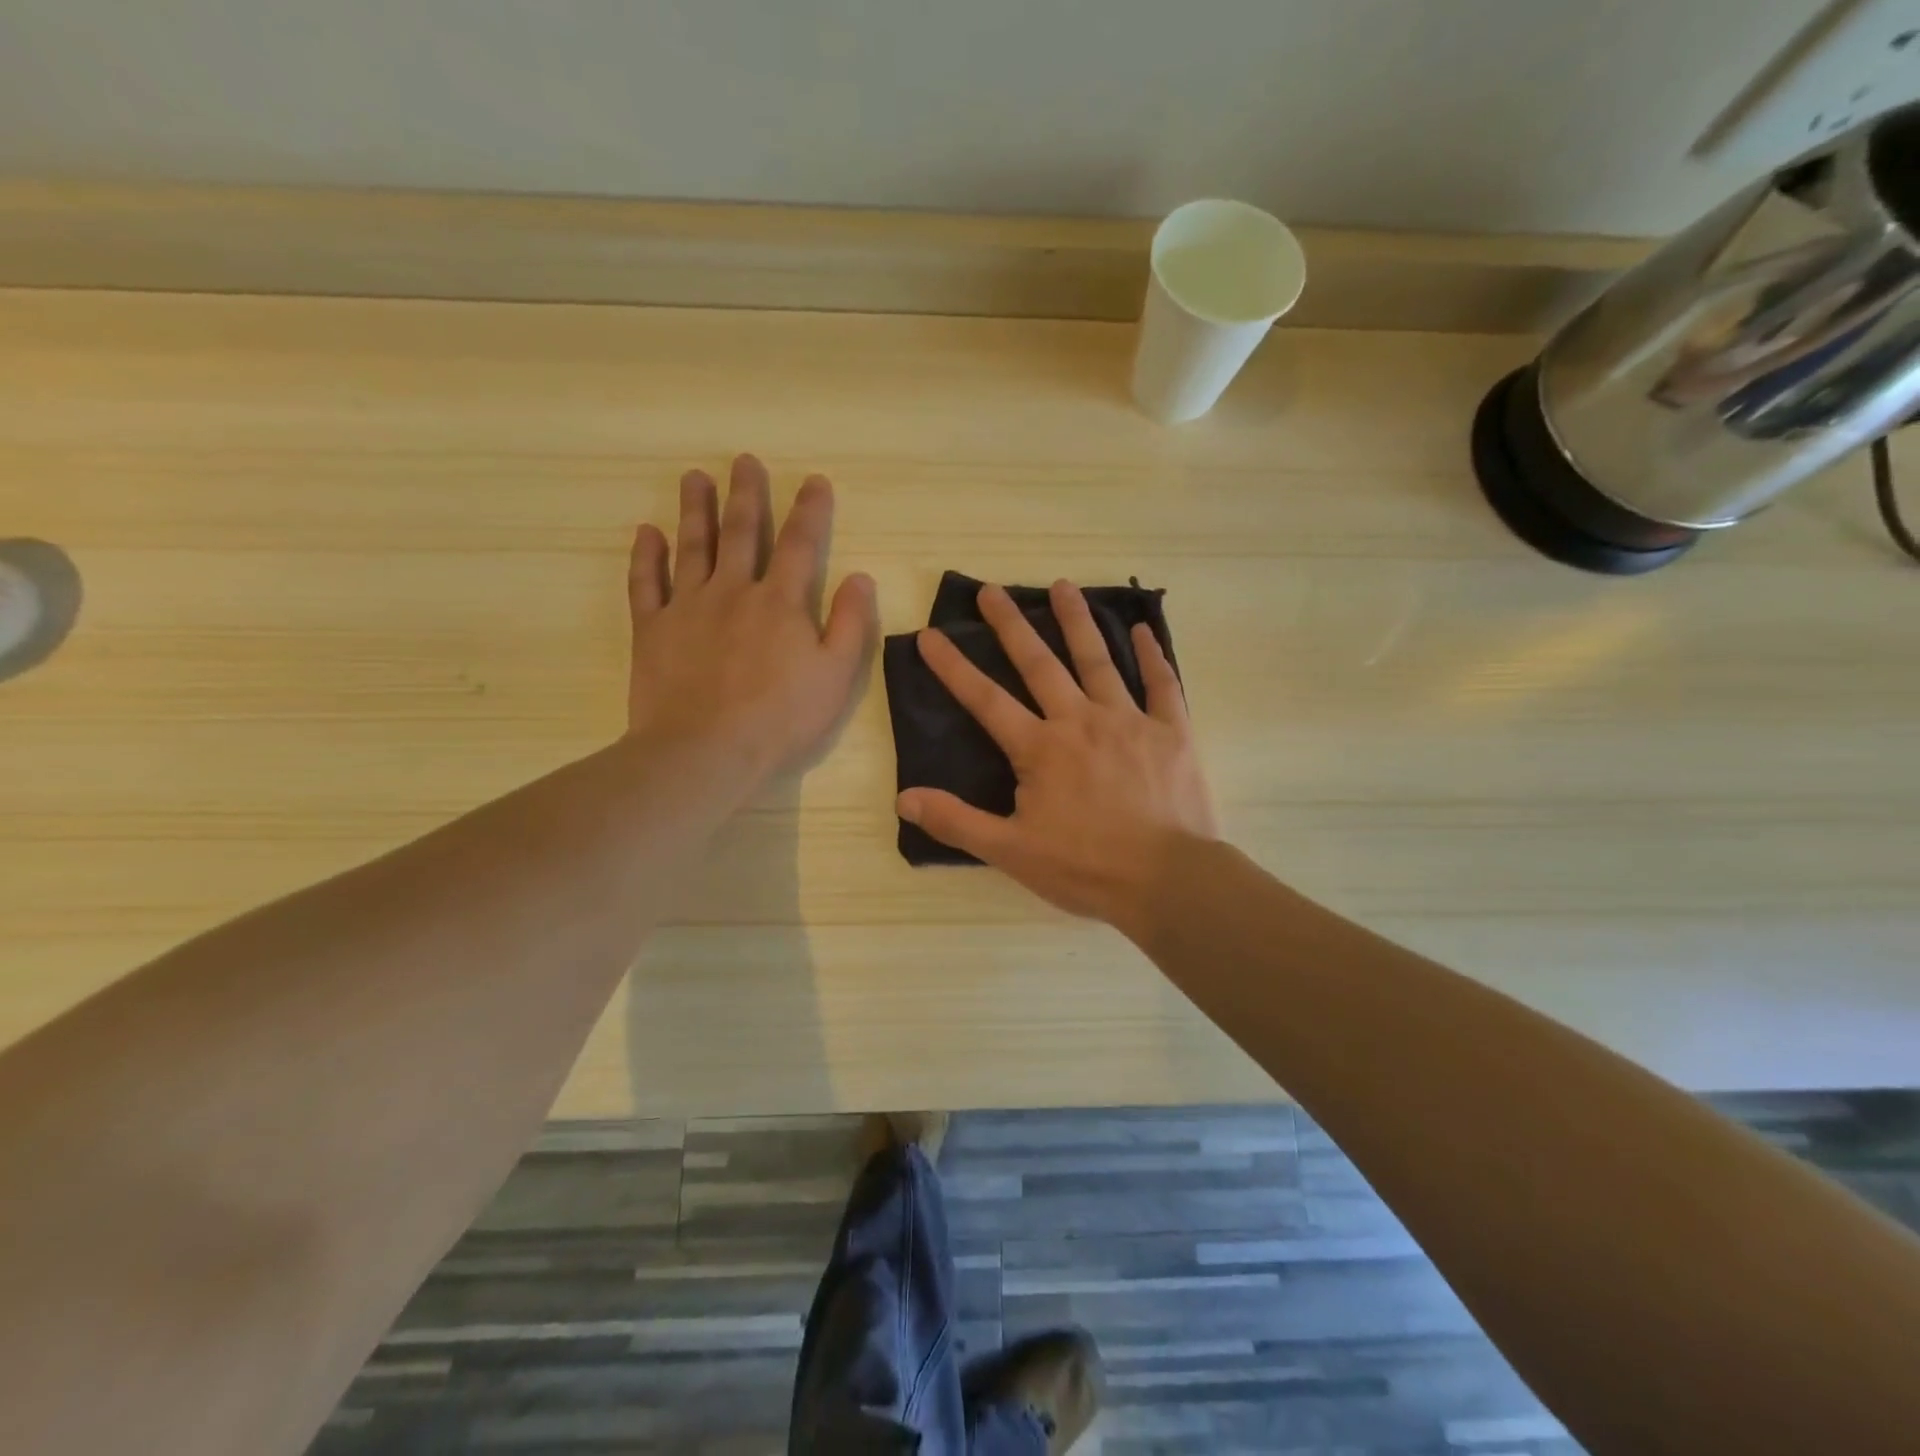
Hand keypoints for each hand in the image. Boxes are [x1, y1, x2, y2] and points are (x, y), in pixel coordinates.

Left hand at [624, 455, 876, 792]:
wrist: (706, 751)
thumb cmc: (781, 719)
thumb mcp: (836, 676)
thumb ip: (852, 624)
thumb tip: (860, 576)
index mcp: (781, 602)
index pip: (801, 544)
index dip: (810, 510)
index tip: (814, 481)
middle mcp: (733, 591)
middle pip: (742, 532)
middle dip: (747, 495)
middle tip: (744, 461)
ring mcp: (688, 607)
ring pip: (693, 547)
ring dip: (696, 510)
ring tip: (695, 478)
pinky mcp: (652, 630)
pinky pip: (646, 584)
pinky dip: (646, 556)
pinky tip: (647, 533)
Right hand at [896, 581, 1217, 929]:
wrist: (1168, 880)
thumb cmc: (1085, 868)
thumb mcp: (1011, 852)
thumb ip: (957, 821)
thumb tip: (904, 798)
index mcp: (1040, 748)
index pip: (985, 699)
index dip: (954, 667)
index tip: (930, 634)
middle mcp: (1080, 721)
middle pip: (1039, 664)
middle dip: (1011, 625)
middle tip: (991, 590)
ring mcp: (1129, 721)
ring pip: (1098, 660)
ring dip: (1077, 621)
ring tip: (1062, 586)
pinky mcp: (1171, 732)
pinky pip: (1162, 684)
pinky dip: (1152, 655)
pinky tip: (1142, 629)